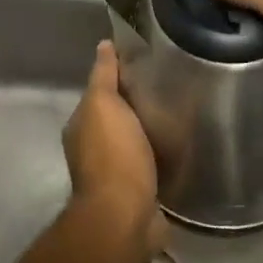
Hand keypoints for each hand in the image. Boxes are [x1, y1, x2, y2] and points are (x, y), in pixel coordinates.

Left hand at [63, 41, 165, 253]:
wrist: (124, 217)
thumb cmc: (113, 155)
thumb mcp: (104, 104)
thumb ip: (104, 75)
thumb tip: (103, 44)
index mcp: (81, 127)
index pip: (100, 93)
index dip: (119, 77)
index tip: (147, 63)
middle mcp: (92, 150)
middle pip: (117, 118)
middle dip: (137, 105)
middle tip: (170, 87)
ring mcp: (114, 175)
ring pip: (134, 142)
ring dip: (150, 132)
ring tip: (180, 115)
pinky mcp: (137, 194)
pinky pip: (150, 165)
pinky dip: (161, 156)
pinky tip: (181, 148)